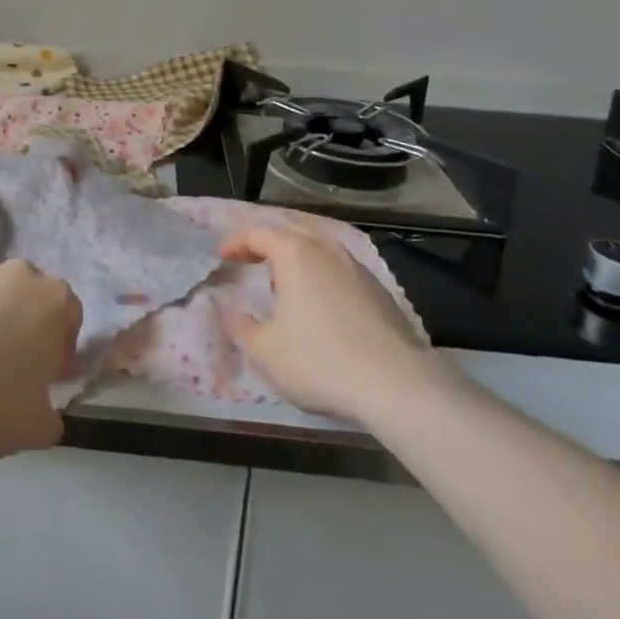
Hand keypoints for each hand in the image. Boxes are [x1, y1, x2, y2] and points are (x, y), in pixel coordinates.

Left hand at [0, 261, 82, 457]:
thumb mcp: (37, 428)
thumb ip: (51, 419)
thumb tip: (48, 419)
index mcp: (56, 300)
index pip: (70, 314)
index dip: (60, 346)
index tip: (45, 374)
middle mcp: (22, 273)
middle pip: (30, 296)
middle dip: (24, 323)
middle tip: (8, 364)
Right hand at [221, 225, 454, 424]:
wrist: (398, 385)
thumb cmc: (320, 360)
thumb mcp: (266, 351)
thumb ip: (242, 327)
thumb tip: (234, 312)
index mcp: (295, 253)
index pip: (258, 233)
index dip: (236, 243)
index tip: (222, 258)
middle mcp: (326, 249)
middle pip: (290, 233)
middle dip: (266, 245)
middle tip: (249, 261)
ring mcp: (357, 268)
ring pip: (318, 249)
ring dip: (296, 259)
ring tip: (283, 284)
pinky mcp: (379, 290)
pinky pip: (338, 270)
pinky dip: (320, 276)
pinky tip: (319, 304)